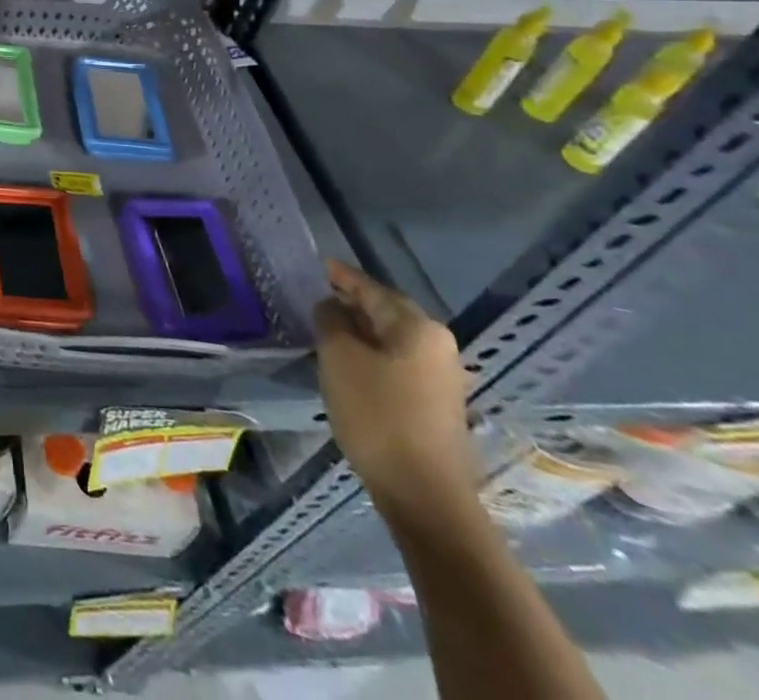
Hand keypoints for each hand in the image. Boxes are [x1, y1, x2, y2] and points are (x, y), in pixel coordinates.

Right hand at [315, 260, 477, 518]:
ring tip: (327, 328)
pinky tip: (349, 364)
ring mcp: (441, 377)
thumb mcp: (339, 357)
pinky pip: (398, 363)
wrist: (423, 493)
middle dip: (352, 303)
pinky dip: (372, 355)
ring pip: (392, 339)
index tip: (318, 266)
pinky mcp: (437, 404)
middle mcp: (437, 344)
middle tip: (317, 296)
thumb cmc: (377, 413)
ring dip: (361, 331)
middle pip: (386, 311)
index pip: (371, 288)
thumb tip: (332, 307)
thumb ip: (331, 320)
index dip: (341, 276)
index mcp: (416, 326)